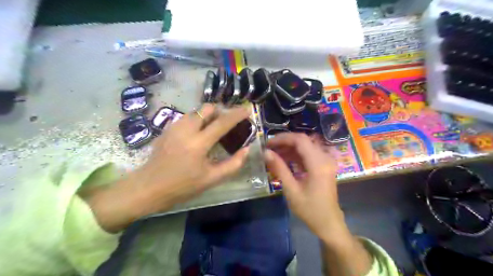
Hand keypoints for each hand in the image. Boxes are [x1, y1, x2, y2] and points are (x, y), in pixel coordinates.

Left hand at [83, 104, 250, 231]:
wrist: (148, 187)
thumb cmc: (182, 186)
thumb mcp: (211, 179)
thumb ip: (233, 164)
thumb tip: (246, 149)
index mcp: (199, 143)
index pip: (222, 123)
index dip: (237, 115)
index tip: (247, 110)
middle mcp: (186, 129)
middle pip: (207, 108)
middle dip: (221, 111)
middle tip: (227, 122)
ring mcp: (174, 127)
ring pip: (196, 111)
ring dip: (208, 115)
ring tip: (213, 128)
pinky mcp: (167, 129)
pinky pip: (187, 117)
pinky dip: (197, 120)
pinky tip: (198, 133)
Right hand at [263, 133, 347, 243]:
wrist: (329, 223)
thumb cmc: (310, 209)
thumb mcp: (291, 190)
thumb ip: (279, 168)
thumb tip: (265, 152)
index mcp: (318, 164)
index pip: (300, 140)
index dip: (283, 138)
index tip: (268, 143)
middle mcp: (325, 158)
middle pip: (303, 141)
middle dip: (285, 142)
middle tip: (269, 148)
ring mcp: (326, 161)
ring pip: (306, 146)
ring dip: (289, 148)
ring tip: (274, 154)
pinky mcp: (324, 165)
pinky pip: (309, 154)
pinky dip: (296, 154)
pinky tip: (284, 160)